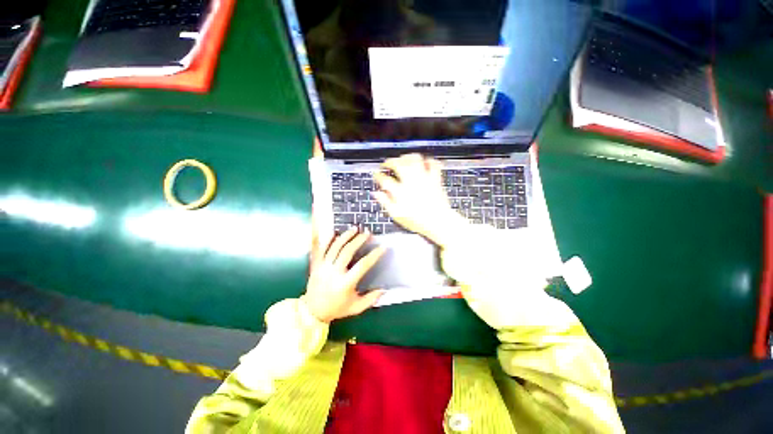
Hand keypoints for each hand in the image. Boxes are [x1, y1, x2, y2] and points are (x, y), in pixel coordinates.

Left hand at [303, 227, 385, 322]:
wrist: (312, 311)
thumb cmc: (337, 309)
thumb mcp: (356, 308)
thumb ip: (371, 299)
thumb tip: (384, 289)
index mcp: (345, 283)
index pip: (362, 265)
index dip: (374, 255)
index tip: (382, 247)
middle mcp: (334, 272)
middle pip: (347, 251)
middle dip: (359, 240)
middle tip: (367, 233)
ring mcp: (323, 267)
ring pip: (335, 247)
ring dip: (345, 236)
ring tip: (354, 229)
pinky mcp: (316, 265)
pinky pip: (321, 249)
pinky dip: (328, 240)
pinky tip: (334, 232)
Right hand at [373, 153, 466, 247]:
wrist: (439, 222)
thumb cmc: (418, 221)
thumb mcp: (397, 215)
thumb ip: (385, 202)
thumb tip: (376, 193)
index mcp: (401, 192)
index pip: (385, 179)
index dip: (378, 176)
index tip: (377, 175)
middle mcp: (412, 182)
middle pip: (398, 164)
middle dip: (389, 162)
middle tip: (387, 164)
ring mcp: (424, 178)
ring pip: (415, 159)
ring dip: (407, 157)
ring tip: (403, 159)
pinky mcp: (435, 178)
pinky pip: (433, 163)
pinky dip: (428, 161)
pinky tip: (423, 163)